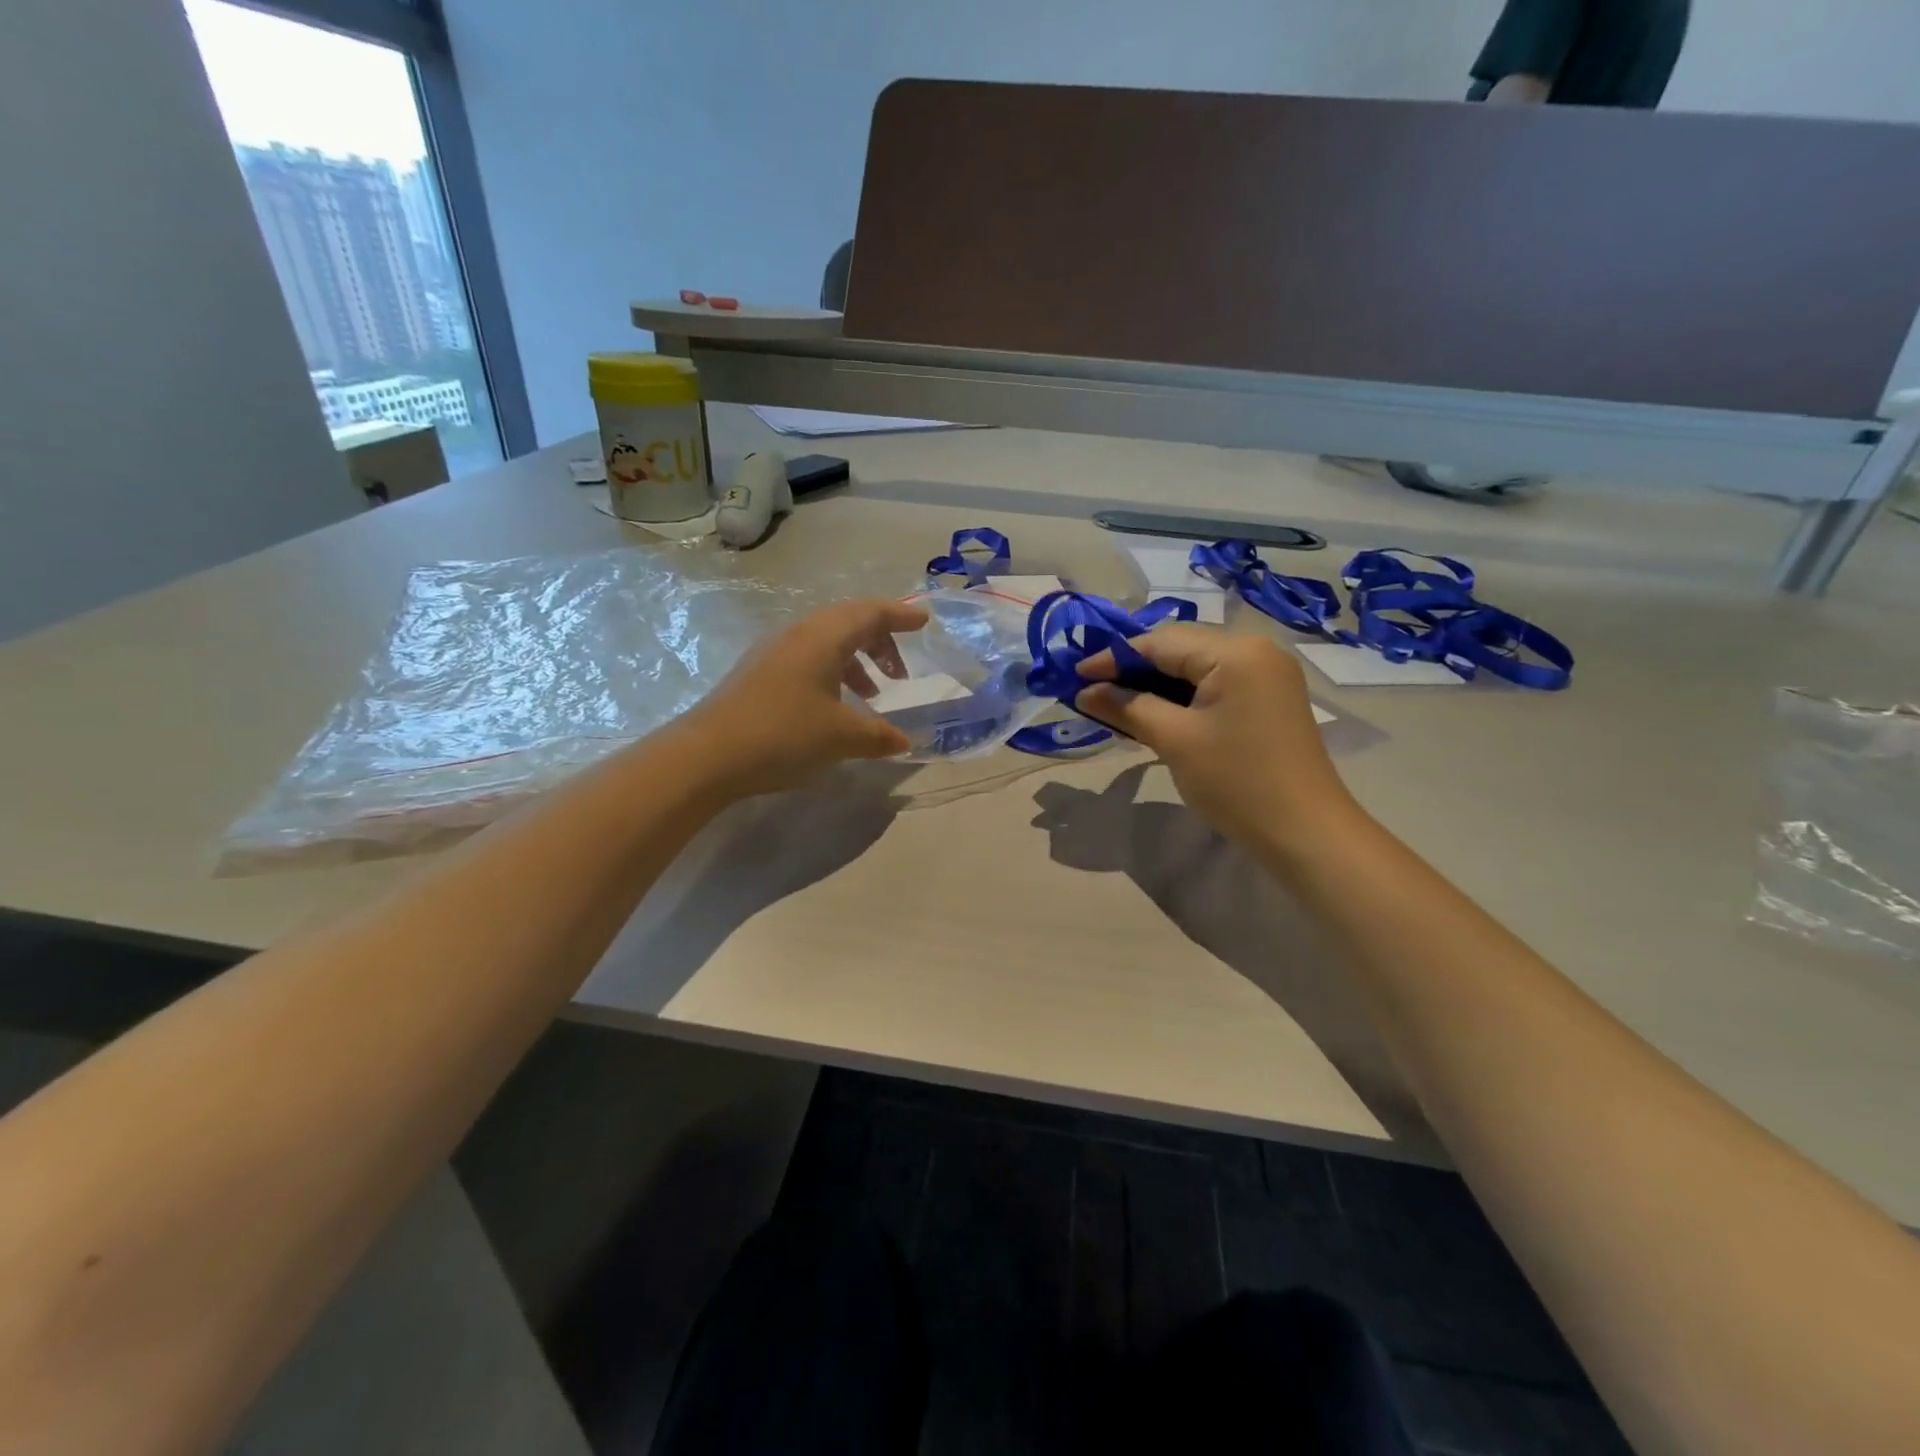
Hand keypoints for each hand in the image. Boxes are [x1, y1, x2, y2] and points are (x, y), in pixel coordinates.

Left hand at [679, 599, 928, 799]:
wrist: (707, 756)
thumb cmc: (784, 734)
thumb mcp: (842, 737)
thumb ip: (880, 735)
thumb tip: (905, 740)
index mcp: (822, 637)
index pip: (870, 612)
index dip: (900, 615)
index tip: (924, 622)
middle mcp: (797, 635)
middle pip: (848, 623)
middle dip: (880, 642)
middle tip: (900, 673)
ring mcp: (773, 653)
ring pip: (826, 644)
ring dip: (856, 663)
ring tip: (872, 695)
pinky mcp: (758, 675)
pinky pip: (808, 661)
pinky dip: (832, 675)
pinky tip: (835, 709)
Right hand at [1074, 626, 1356, 852]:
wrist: (1305, 832)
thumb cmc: (1236, 782)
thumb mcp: (1174, 740)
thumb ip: (1127, 707)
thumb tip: (1084, 691)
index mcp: (1235, 651)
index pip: (1160, 641)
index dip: (1113, 658)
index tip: (1075, 676)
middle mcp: (1256, 649)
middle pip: (1180, 648)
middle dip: (1134, 669)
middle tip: (1093, 691)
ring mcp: (1267, 674)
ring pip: (1196, 666)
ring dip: (1156, 683)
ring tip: (1116, 704)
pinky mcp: (1269, 698)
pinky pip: (1215, 684)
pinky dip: (1182, 696)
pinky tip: (1154, 713)